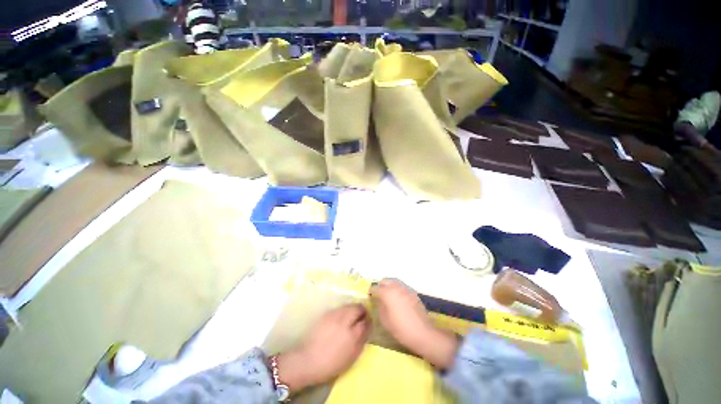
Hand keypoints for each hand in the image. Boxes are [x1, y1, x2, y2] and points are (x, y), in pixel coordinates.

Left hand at [276, 304, 370, 392]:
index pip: (365, 322)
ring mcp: (335, 315)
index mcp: (353, 335)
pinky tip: (342, 317)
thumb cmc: (331, 364)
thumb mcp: (351, 357)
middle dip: (362, 310)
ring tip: (352, 315)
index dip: (369, 321)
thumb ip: (361, 341)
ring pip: (349, 305)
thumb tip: (367, 329)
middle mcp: (345, 321)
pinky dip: (344, 310)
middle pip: (358, 308)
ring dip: (353, 308)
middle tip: (362, 315)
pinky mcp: (327, 313)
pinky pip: (340, 308)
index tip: (369, 322)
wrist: (308, 360)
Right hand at [369, 279, 457, 369]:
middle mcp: (396, 287)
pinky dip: (398, 290)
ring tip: (389, 295)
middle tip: (379, 294)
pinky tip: (399, 299)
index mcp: (387, 293)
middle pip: (386, 281)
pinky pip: (402, 287)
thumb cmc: (400, 328)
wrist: (422, 333)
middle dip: (381, 286)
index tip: (370, 295)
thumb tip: (381, 301)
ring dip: (390, 286)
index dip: (371, 291)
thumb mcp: (385, 320)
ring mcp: (406, 289)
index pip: (376, 288)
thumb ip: (381, 307)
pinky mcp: (413, 293)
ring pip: (395, 282)